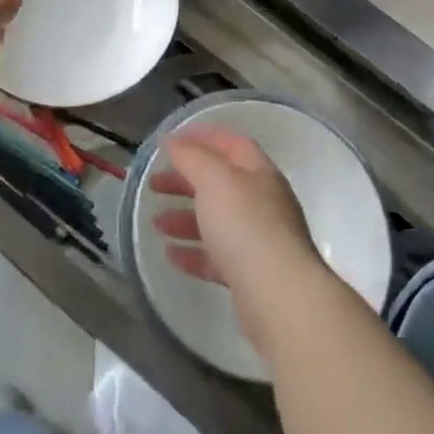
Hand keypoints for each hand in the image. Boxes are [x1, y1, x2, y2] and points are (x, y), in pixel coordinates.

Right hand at [151, 125, 323, 348]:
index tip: (172, 140)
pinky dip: (193, 253)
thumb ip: (191, 157)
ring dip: (185, 218)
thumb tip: (172, 140)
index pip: (233, 144)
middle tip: (154, 184)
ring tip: (156, 223)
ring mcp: (259, 241)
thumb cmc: (246, 225)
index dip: (204, 136)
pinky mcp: (250, 275)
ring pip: (217, 221)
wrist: (279, 296)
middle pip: (220, 183)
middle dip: (186, 180)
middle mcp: (263, 203)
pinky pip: (217, 257)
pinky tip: (171, 254)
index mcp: (259, 174)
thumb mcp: (214, 180)